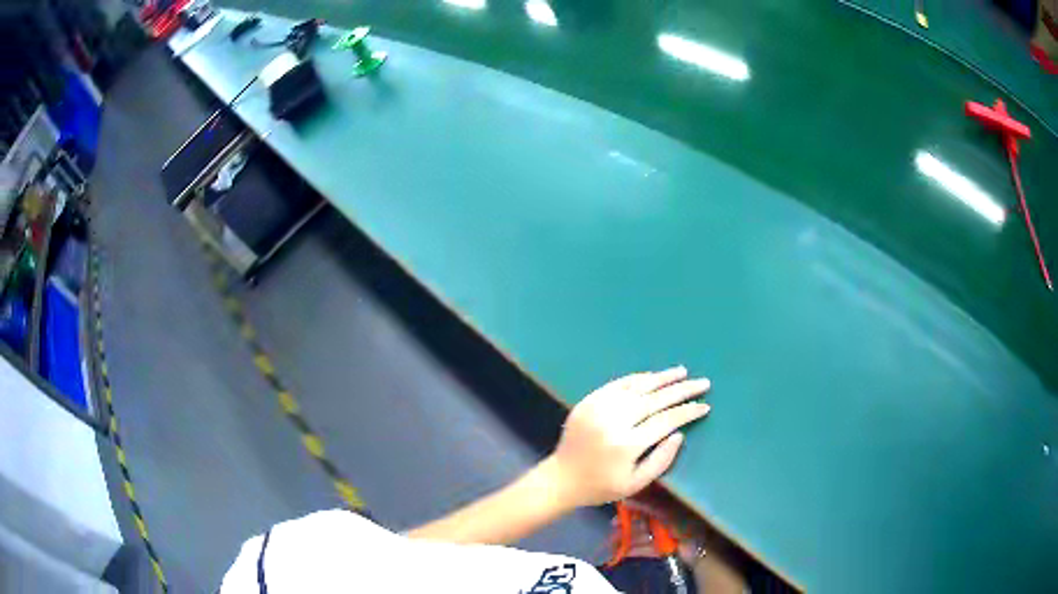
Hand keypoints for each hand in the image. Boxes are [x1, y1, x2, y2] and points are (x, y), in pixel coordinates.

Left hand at [545, 367, 710, 508]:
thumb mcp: (635, 483)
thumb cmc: (601, 487)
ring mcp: (599, 408)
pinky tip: (654, 377)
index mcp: (626, 445)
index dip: (687, 412)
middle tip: (703, 383)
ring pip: (637, 386)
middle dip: (682, 390)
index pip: (665, 421)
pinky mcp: (588, 401)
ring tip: (683, 373)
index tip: (704, 406)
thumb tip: (679, 433)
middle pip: (655, 399)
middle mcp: (613, 421)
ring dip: (662, 378)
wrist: (561, 478)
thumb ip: (661, 460)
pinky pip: (618, 384)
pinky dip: (638, 379)